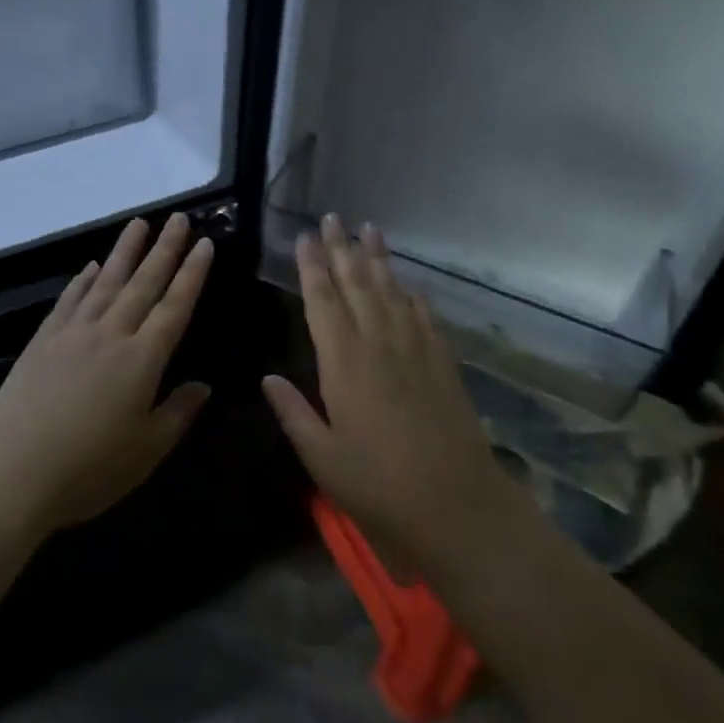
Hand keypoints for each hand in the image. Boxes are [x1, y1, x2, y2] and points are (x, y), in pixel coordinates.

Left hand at [0, 215, 213, 539]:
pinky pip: (70, 298)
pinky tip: (92, 265)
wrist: (11, 472)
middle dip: (165, 248)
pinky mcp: (44, 338)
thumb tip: (203, 385)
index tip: (205, 243)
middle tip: (179, 218)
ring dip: (126, 250)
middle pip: (144, 282)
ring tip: (140, 223)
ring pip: (107, 280)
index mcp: (142, 359)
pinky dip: (84, 278)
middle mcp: (111, 333)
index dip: (192, 274)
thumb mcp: (146, 451)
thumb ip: (177, 413)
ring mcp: (74, 331)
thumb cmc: (87, 470)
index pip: (175, 306)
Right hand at [263, 214, 515, 575]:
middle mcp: (378, 343)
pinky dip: (412, 294)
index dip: (312, 267)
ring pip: (391, 291)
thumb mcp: (323, 457)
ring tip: (368, 229)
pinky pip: (424, 316)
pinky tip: (407, 282)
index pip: (323, 301)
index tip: (304, 237)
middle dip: (341, 248)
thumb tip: (266, 378)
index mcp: (343, 362)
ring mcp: (414, 349)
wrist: (457, 504)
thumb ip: (293, 413)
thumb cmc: (379, 484)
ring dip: (378, 258)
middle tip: (332, 218)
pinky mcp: (441, 362)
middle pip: (356, 283)